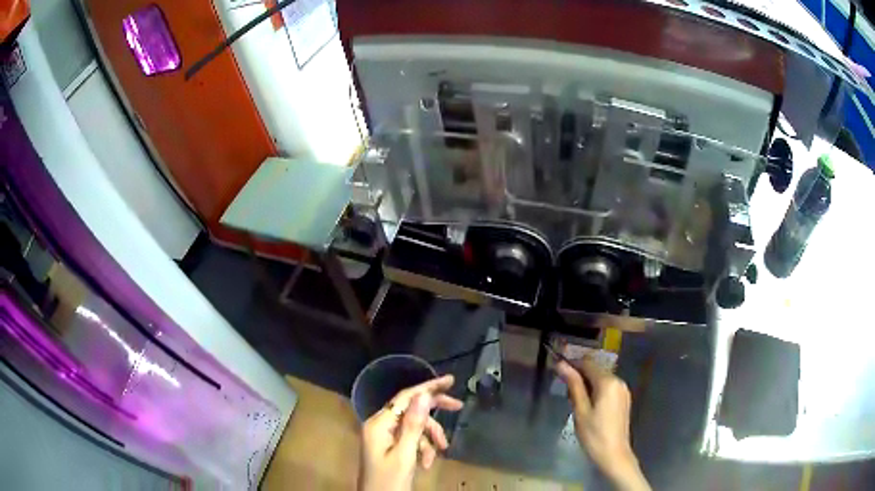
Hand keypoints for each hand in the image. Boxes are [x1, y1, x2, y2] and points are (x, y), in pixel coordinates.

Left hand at [358, 375, 463, 490]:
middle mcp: (380, 425)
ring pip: (414, 427)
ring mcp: (384, 437)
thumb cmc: (389, 481)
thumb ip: (413, 424)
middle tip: (458, 407)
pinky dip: (422, 449)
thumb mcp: (405, 454)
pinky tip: (427, 463)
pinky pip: (410, 440)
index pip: (406, 397)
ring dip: (429, 439)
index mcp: (379, 424)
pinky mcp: (389, 447)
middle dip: (434, 413)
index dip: (429, 387)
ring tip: (440, 453)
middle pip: (410, 409)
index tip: (451, 380)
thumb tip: (423, 395)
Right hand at [557, 358, 649, 490]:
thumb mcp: (580, 410)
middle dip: (580, 374)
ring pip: (601, 378)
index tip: (557, 368)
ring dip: (587, 383)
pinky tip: (587, 403)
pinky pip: (608, 386)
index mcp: (608, 382)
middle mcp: (618, 381)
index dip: (572, 363)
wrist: (614, 454)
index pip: (588, 363)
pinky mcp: (623, 399)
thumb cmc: (594, 434)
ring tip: (573, 398)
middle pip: (596, 369)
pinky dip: (596, 389)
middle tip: (564, 389)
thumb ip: (573, 385)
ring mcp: (623, 390)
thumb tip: (561, 364)